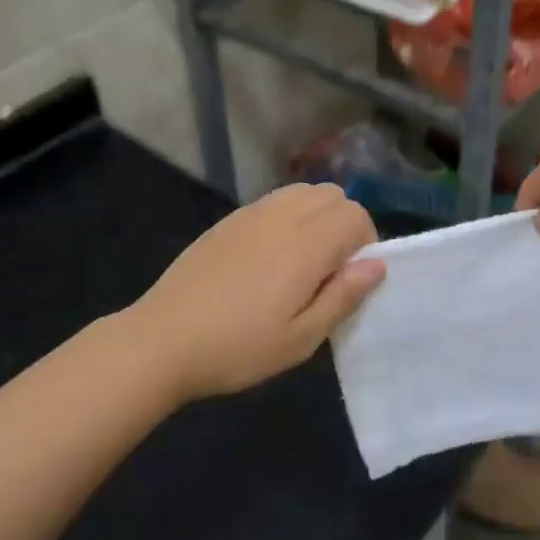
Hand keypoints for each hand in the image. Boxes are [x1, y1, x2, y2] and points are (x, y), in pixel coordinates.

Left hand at [127, 183, 384, 400]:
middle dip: (344, 223)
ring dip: (317, 215)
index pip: (356, 215)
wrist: (162, 340)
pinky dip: (288, 215)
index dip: (366, 242)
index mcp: (306, 244)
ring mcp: (251, 213)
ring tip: (302, 260)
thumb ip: (343, 296)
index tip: (350, 278)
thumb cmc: (237, 348)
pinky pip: (274, 201)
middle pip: (333, 194)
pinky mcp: (228, 220)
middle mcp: (282, 216)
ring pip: (303, 191)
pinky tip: (269, 257)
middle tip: (329, 269)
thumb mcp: (300, 339)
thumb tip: (377, 264)